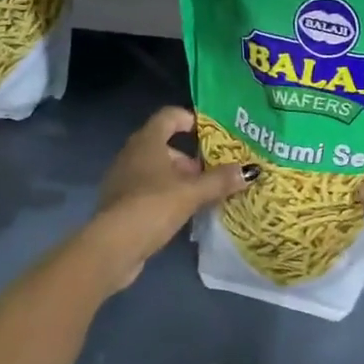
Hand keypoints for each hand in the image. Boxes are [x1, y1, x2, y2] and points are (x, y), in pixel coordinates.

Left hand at [88, 106, 254, 289]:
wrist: (111, 247)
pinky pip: (147, 190)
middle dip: (189, 158)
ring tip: (202, 196)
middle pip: (164, 144)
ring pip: (156, 169)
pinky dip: (165, 195)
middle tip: (212, 172)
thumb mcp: (191, 193)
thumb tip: (251, 170)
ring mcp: (123, 179)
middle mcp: (132, 153)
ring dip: (178, 179)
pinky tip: (182, 214)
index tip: (210, 132)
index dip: (189, 119)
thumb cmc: (152, 206)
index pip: (169, 115)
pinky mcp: (120, 203)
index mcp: (147, 141)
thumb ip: (219, 180)